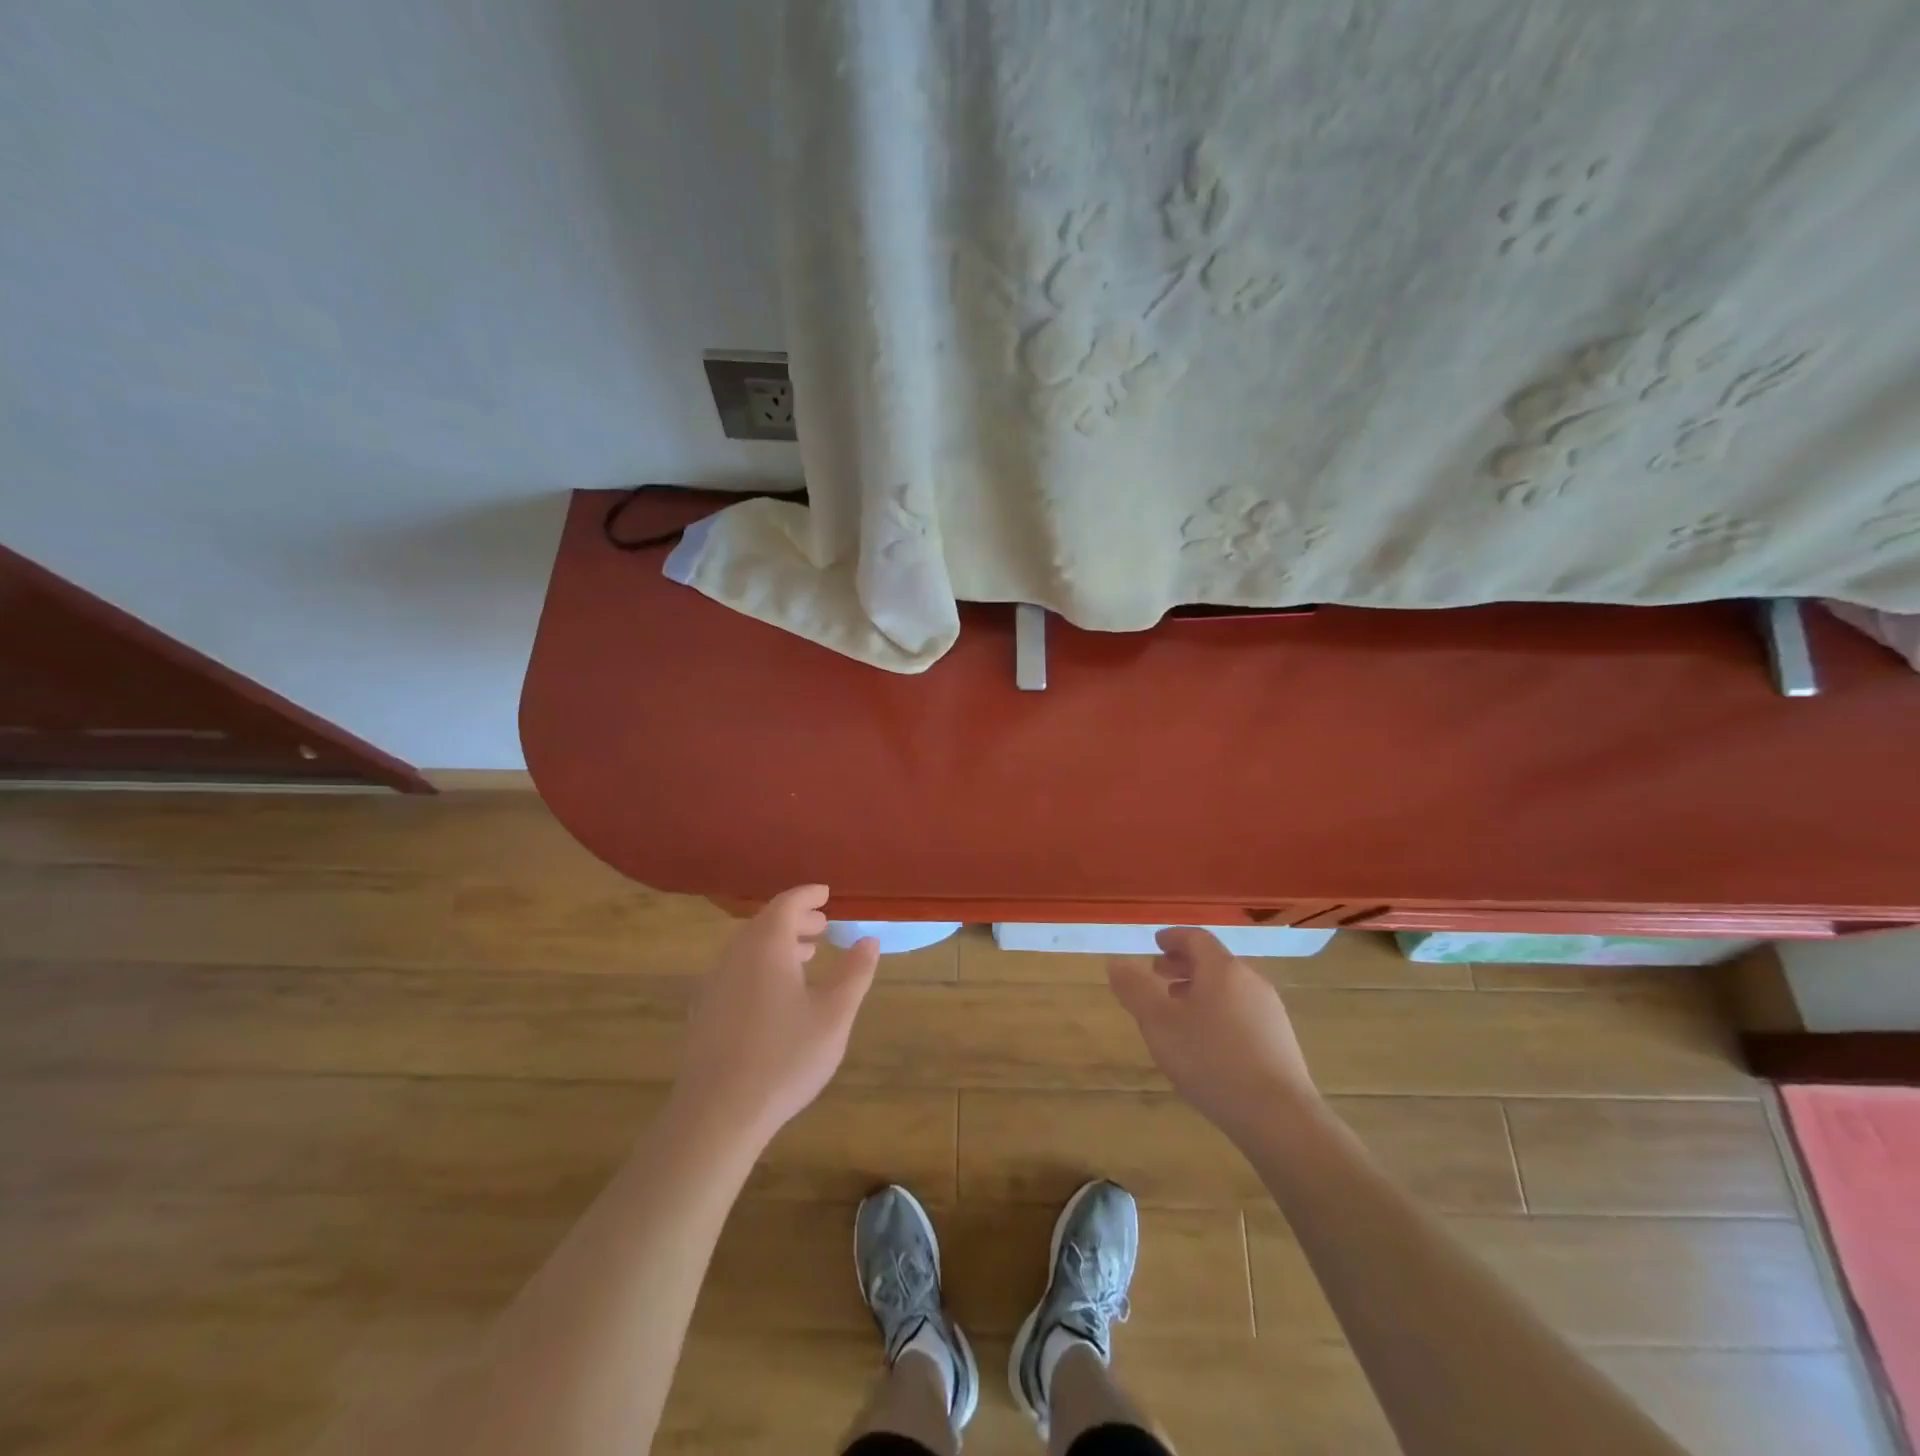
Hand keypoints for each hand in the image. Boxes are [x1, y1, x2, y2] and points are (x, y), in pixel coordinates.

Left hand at [672, 885, 879, 1146]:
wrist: (717, 1113)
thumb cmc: (784, 1057)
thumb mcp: (834, 1015)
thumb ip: (854, 972)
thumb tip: (869, 939)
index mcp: (767, 946)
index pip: (787, 903)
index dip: (808, 895)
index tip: (826, 893)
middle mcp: (735, 955)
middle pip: (765, 923)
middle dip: (795, 920)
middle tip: (823, 926)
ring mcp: (714, 983)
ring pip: (748, 948)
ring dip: (778, 943)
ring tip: (806, 956)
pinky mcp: (704, 1011)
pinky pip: (736, 970)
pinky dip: (760, 965)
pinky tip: (776, 994)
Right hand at [1109, 928, 1319, 1143]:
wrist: (1279, 1118)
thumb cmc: (1211, 1060)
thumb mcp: (1159, 1023)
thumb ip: (1134, 989)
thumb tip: (1115, 962)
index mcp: (1223, 970)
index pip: (1196, 939)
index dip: (1173, 938)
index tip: (1155, 944)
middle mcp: (1251, 982)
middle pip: (1214, 963)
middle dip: (1183, 966)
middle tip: (1158, 977)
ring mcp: (1270, 1013)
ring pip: (1229, 989)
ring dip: (1200, 991)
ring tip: (1177, 1013)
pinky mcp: (1280, 1042)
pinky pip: (1242, 1012)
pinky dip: (1218, 1012)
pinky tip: (1206, 1043)